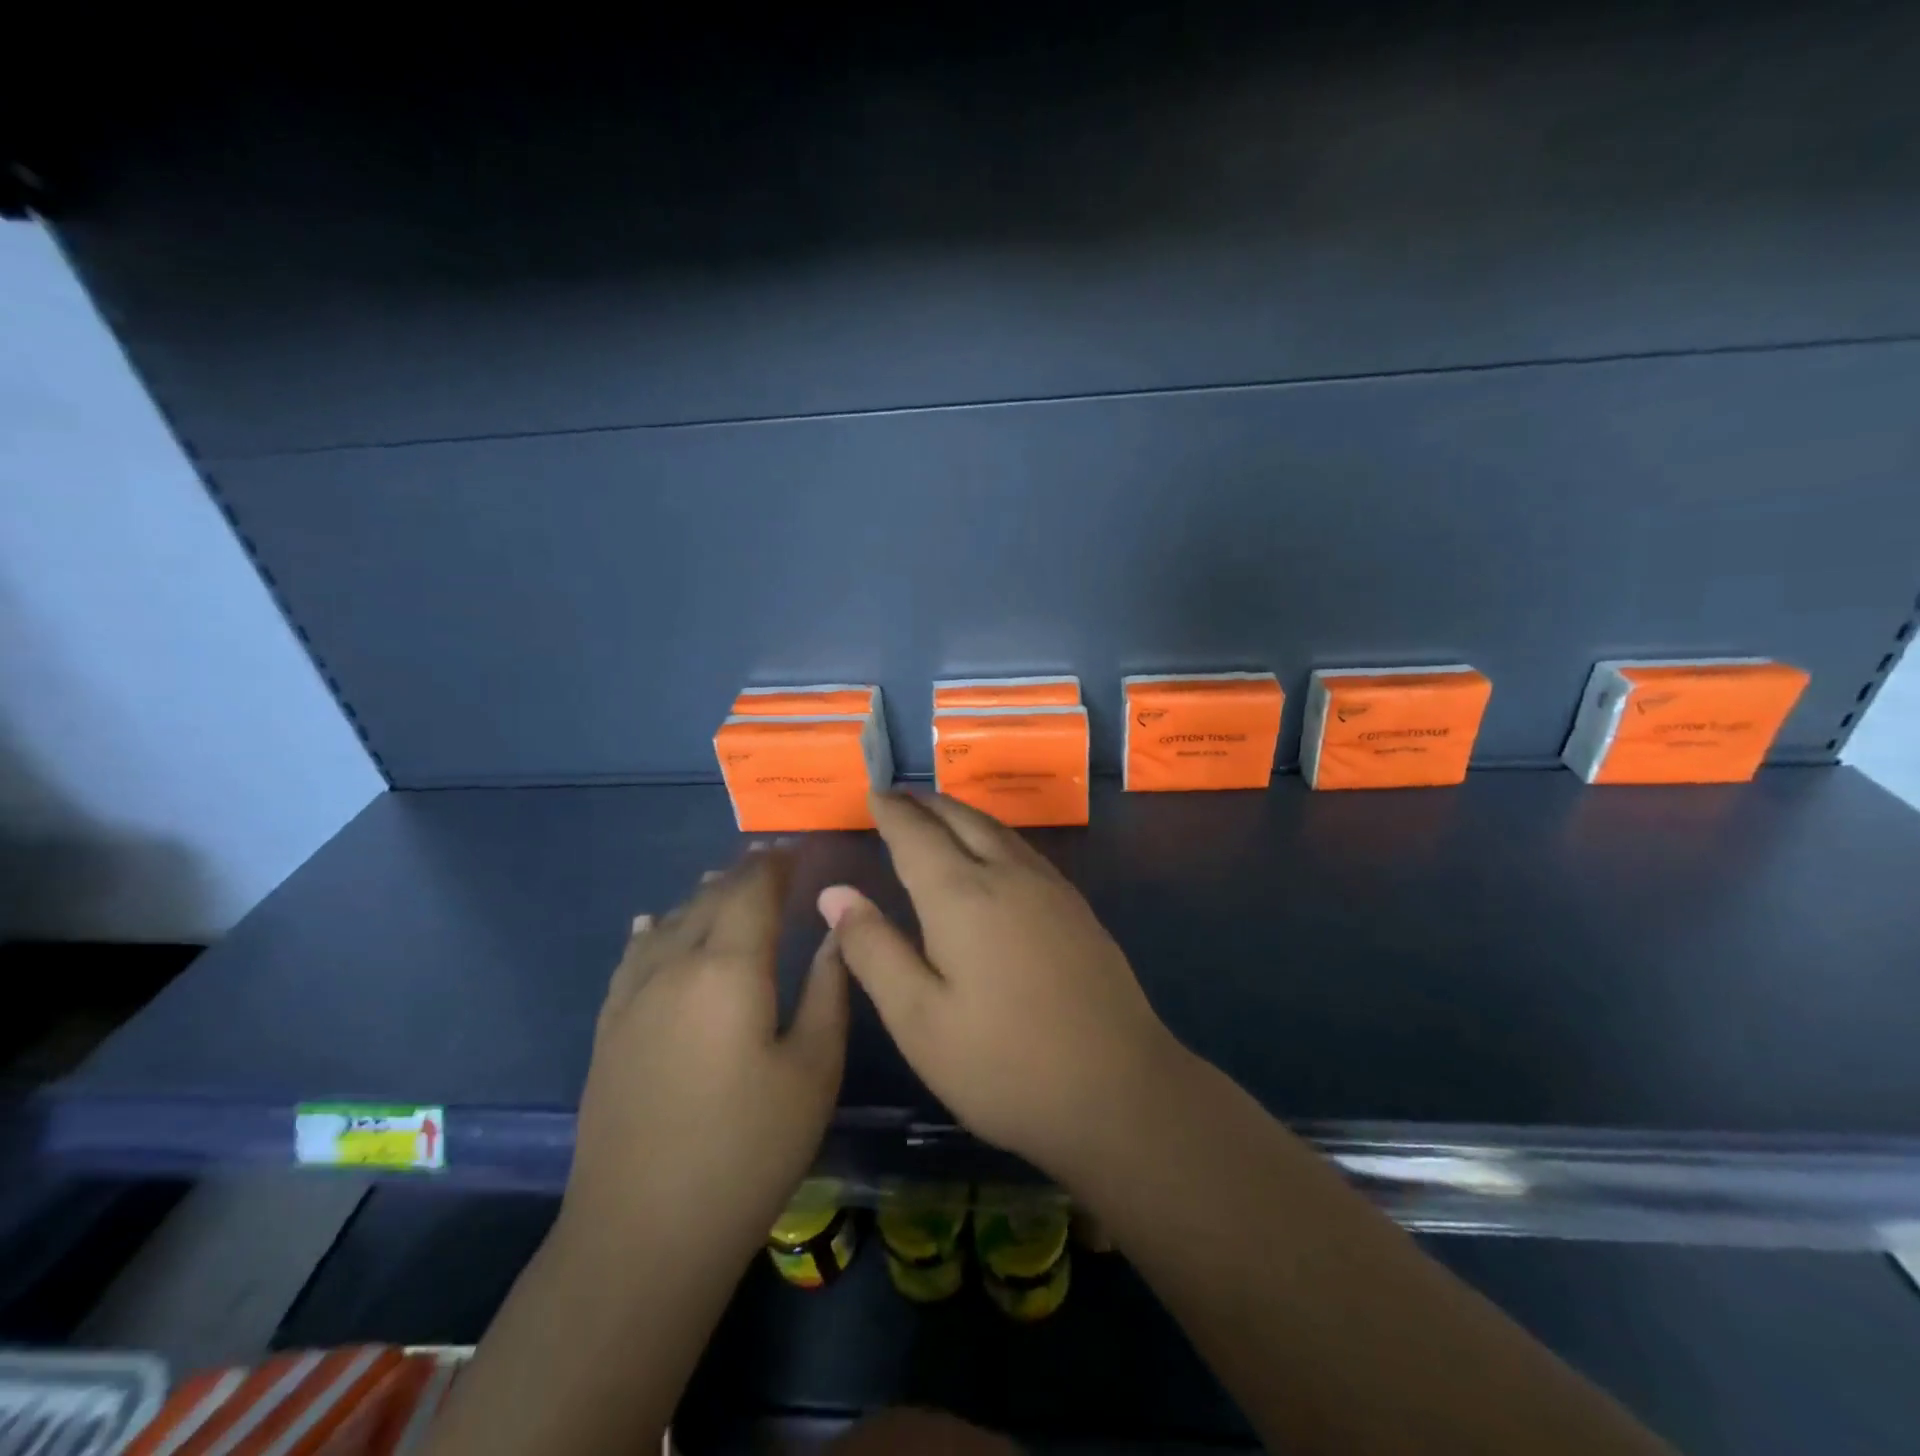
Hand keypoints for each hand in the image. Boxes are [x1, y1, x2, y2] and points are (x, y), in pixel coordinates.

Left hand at [559, 847, 847, 1267]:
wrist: (643, 1234)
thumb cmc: (748, 1150)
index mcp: (729, 968)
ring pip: (672, 921)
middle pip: (711, 898)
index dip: (777, 864)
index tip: (800, 849)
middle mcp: (675, 965)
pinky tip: (656, 923)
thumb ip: (829, 989)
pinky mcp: (610, 1028)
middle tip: (774, 861)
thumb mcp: (813, 1069)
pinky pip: (634, 956)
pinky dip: (655, 929)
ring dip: (703, 896)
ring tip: (726, 882)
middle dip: (744, 873)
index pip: (754, 891)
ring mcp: (634, 996)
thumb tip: (837, 928)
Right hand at [820, 792, 1184, 1183]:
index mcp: (961, 896)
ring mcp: (1050, 888)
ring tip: (938, 812)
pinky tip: (992, 852)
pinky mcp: (1077, 907)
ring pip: (997, 829)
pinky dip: (993, 834)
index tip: (872, 794)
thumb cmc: (1004, 1064)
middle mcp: (1007, 875)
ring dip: (961, 812)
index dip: (891, 812)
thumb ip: (873, 950)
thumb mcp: (919, 1018)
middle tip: (899, 795)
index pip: (916, 834)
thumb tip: (834, 893)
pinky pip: (1023, 848)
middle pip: (961, 819)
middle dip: (926, 802)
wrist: (1121, 1090)